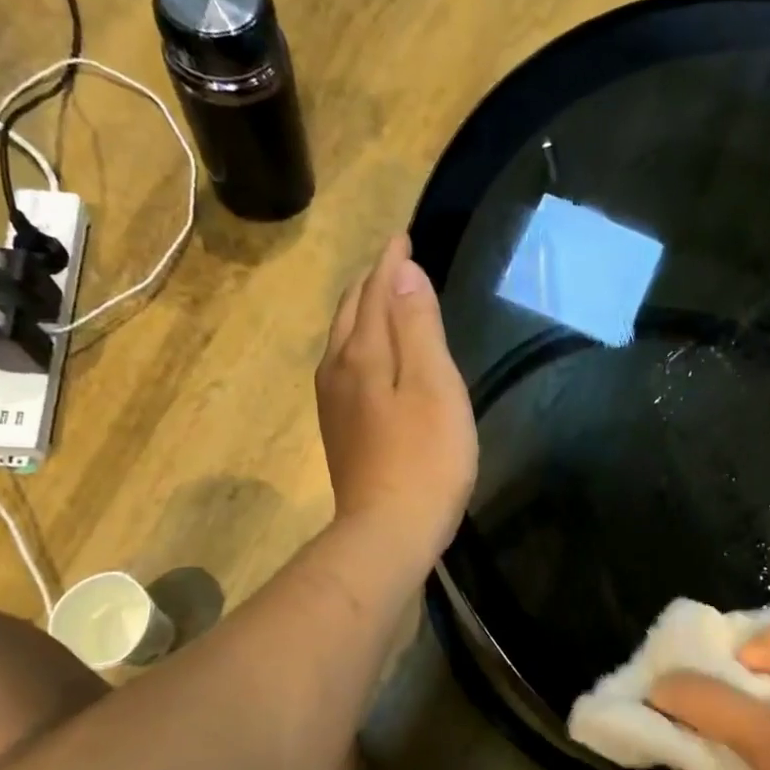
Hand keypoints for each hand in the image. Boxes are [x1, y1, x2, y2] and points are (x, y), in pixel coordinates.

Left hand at [316, 235, 476, 562]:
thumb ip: (418, 327)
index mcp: (363, 354)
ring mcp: (335, 405)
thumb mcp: (434, 386)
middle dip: (371, 284)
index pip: (374, 292)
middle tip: (394, 265)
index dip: (390, 264)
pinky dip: (360, 348)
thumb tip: (403, 274)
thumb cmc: (426, 459)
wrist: (389, 532)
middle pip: (351, 314)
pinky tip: (370, 362)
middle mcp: (338, 371)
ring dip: (363, 315)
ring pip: (343, 343)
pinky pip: (346, 370)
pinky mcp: (341, 433)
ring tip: (383, 303)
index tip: (403, 238)